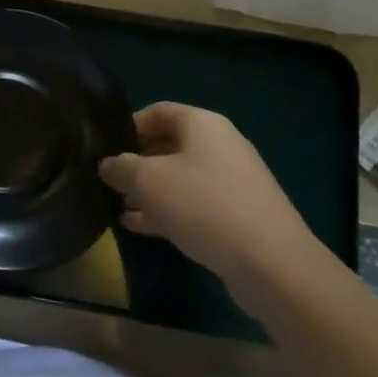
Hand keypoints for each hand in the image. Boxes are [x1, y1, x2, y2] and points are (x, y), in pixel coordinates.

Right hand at [100, 102, 332, 306]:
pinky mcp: (239, 214)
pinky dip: (169, 211)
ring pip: (180, 178)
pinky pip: (195, 204)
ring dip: (150, 191)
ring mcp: (233, 181)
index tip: (105, 149)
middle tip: (109, 182)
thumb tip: (108, 165)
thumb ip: (121, 168)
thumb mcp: (148, 182)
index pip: (157, 112)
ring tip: (120, 207)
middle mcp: (220, 145)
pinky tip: (141, 227)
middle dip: (137, 163)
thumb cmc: (204, 206)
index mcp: (202, 124)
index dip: (128, 127)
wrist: (272, 264)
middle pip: (169, 145)